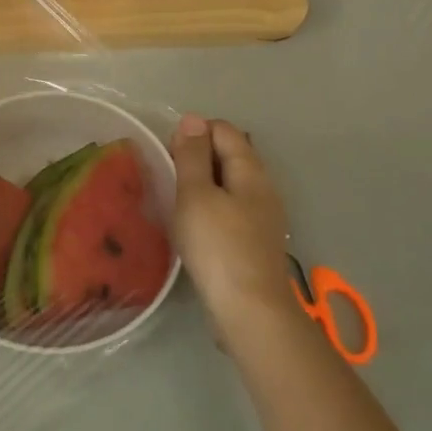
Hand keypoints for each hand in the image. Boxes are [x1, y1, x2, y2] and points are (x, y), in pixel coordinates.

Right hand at [169, 115, 298, 332]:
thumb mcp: (196, 195)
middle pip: (230, 154)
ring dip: (203, 184)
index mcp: (251, 170)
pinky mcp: (256, 241)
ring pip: (230, 183)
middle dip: (198, 157)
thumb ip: (192, 156)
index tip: (168, 155)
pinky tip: (194, 226)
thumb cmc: (218, 246)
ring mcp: (263, 216)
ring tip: (176, 200)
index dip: (194, 133)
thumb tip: (192, 119)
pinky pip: (232, 208)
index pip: (224, 130)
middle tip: (168, 177)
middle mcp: (263, 187)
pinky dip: (211, 207)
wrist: (250, 311)